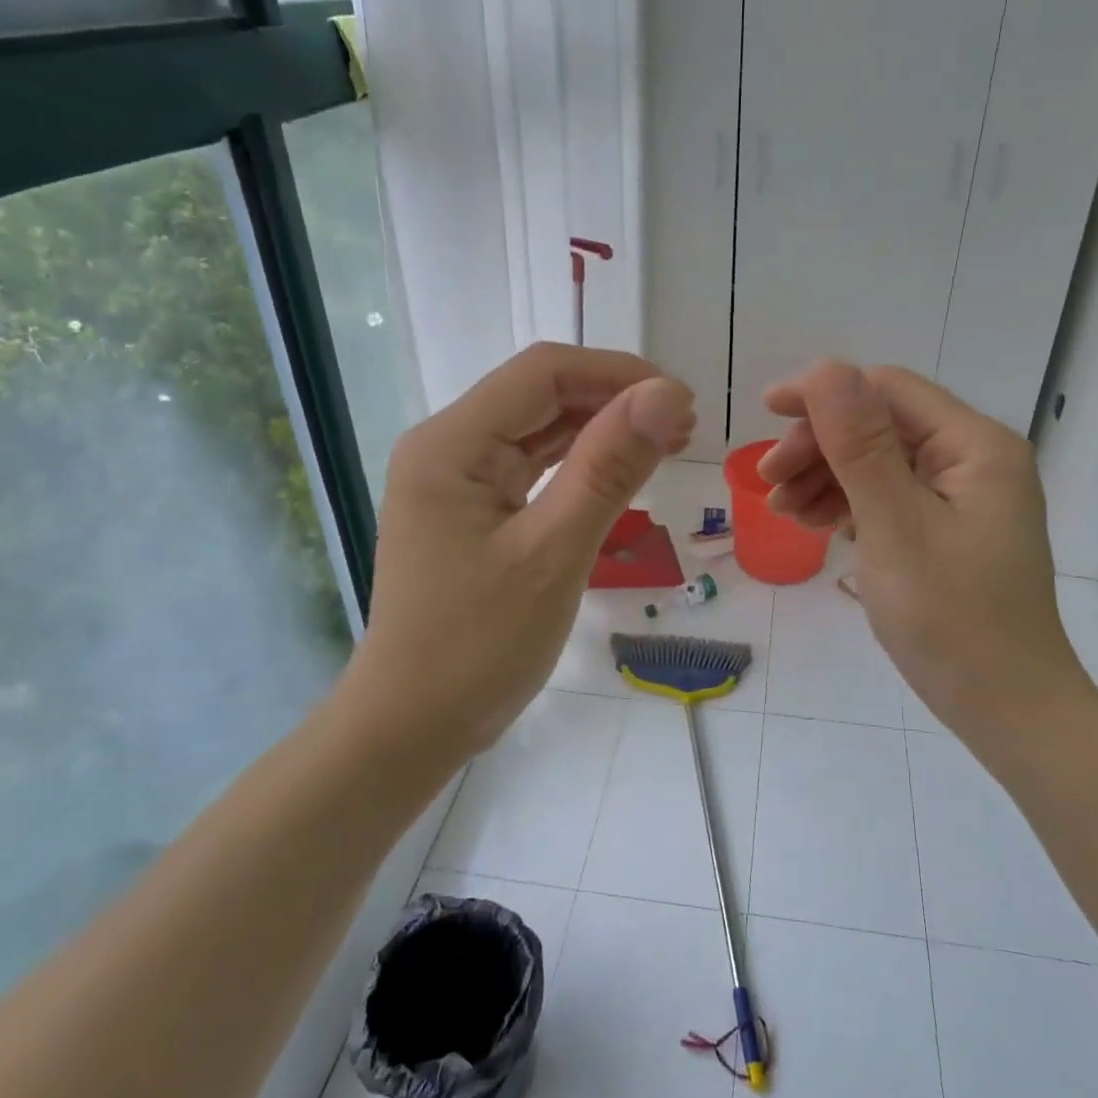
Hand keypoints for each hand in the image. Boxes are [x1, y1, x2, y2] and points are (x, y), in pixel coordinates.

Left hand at [347, 343, 693, 761]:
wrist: (412, 724)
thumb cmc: (478, 645)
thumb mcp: (554, 553)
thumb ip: (608, 468)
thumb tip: (666, 394)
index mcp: (452, 444)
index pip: (544, 373)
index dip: (619, 375)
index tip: (682, 403)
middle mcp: (447, 448)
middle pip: (540, 396)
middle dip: (615, 402)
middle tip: (684, 428)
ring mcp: (456, 480)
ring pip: (539, 431)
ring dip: (602, 431)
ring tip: (668, 443)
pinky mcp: (469, 511)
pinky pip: (530, 469)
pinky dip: (579, 466)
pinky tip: (621, 472)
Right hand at [757, 360, 1095, 745]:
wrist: (1005, 707)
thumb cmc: (951, 618)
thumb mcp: (895, 527)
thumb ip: (860, 445)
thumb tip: (825, 367)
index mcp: (975, 445)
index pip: (888, 390)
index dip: (823, 394)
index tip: (764, 415)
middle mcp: (973, 459)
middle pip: (881, 426)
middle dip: (820, 446)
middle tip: (768, 483)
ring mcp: (962, 497)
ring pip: (879, 463)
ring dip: (826, 477)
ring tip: (782, 511)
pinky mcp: (948, 530)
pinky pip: (889, 498)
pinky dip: (848, 505)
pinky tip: (815, 523)